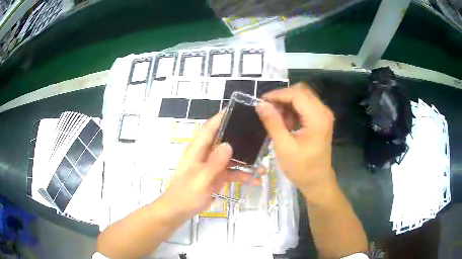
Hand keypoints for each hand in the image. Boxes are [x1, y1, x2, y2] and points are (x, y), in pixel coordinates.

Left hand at [162, 113, 259, 217]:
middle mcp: (206, 154)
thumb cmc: (186, 194)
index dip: (221, 117)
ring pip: (231, 157)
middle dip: (240, 137)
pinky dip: (243, 175)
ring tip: (263, 162)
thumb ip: (214, 163)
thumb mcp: (200, 179)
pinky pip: (232, 172)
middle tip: (259, 134)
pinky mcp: (217, 176)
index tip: (237, 109)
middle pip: (224, 140)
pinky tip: (256, 180)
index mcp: (197, 150)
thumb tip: (229, 145)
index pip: (210, 128)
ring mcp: (212, 165)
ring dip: (246, 160)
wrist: (179, 210)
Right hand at [256, 83, 336, 204]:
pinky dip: (292, 110)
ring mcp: (323, 115)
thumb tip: (260, 104)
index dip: (278, 94)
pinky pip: (305, 106)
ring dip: (287, 104)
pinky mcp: (320, 119)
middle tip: (267, 109)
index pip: (297, 94)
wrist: (317, 181)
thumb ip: (273, 123)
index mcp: (317, 118)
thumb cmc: (302, 168)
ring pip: (302, 97)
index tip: (261, 102)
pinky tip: (285, 123)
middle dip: (282, 97)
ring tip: (275, 119)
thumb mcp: (284, 147)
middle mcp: (323, 111)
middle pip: (301, 92)